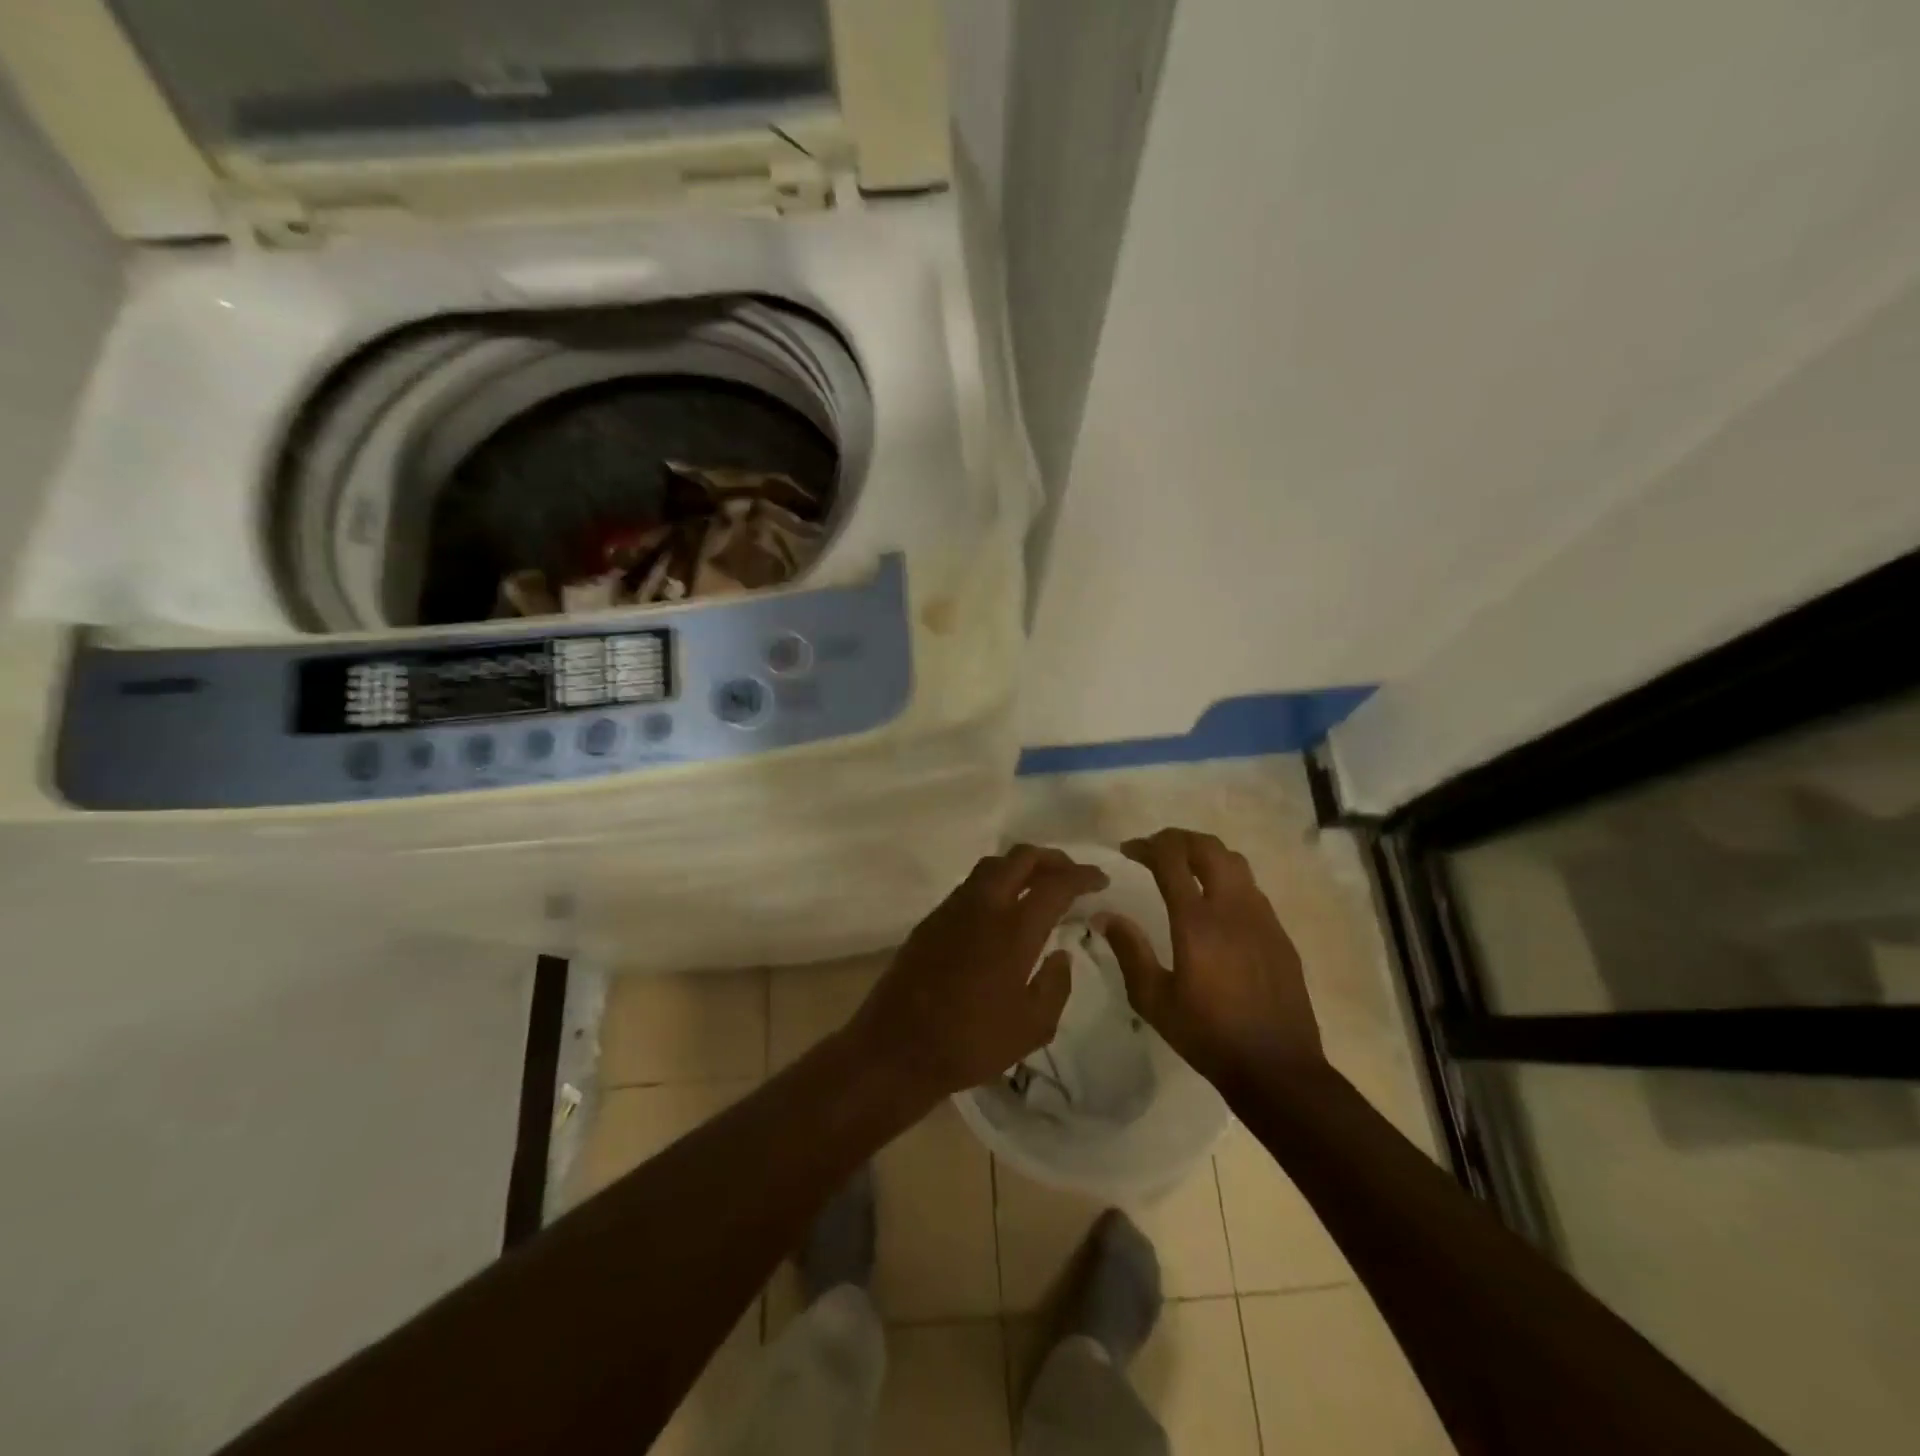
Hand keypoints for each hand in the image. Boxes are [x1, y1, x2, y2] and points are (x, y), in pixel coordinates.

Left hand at [849, 846, 1108, 1101]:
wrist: (896, 1047)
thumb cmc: (971, 1042)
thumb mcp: (1032, 1027)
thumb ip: (1056, 985)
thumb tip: (1061, 955)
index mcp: (1013, 928)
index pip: (1056, 884)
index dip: (1082, 876)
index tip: (1100, 879)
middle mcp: (983, 905)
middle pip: (1020, 857)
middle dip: (1052, 859)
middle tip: (1071, 875)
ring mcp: (952, 908)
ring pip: (992, 866)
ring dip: (1021, 867)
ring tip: (1039, 886)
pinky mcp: (932, 919)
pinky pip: (971, 885)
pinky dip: (996, 883)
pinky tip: (1003, 910)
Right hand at [1099, 828, 1324, 1091]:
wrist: (1278, 1068)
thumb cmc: (1208, 1035)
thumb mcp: (1153, 1000)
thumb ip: (1129, 950)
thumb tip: (1104, 915)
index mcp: (1197, 922)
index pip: (1171, 859)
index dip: (1147, 845)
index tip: (1128, 850)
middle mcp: (1232, 908)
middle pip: (1208, 847)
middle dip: (1177, 839)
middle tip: (1154, 850)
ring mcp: (1262, 918)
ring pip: (1235, 862)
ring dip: (1205, 854)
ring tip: (1184, 868)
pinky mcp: (1279, 934)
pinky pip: (1251, 889)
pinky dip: (1227, 879)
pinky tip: (1215, 905)